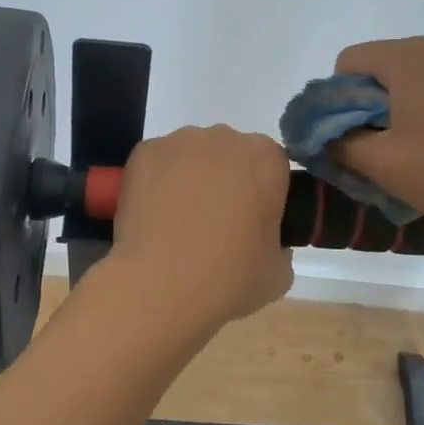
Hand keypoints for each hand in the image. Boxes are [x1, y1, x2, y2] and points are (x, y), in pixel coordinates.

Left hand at [104, 126, 294, 335]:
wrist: (159, 286)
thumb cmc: (228, 279)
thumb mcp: (278, 273)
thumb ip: (279, 245)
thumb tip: (262, 240)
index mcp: (266, 159)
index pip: (273, 166)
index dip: (265, 193)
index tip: (254, 222)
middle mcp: (224, 138)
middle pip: (232, 153)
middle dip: (228, 180)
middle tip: (217, 224)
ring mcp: (180, 142)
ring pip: (194, 154)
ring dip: (193, 178)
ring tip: (180, 221)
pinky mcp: (144, 152)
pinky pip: (160, 162)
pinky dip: (159, 180)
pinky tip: (155, 215)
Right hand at [331, 37, 423, 248]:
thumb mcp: (383, 164)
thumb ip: (338, 145)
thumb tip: (319, 136)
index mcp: (408, 57)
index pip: (346, 63)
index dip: (335, 103)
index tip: (348, 142)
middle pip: (378, 75)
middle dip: (365, 115)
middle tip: (374, 159)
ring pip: (410, 90)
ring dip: (396, 124)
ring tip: (410, 166)